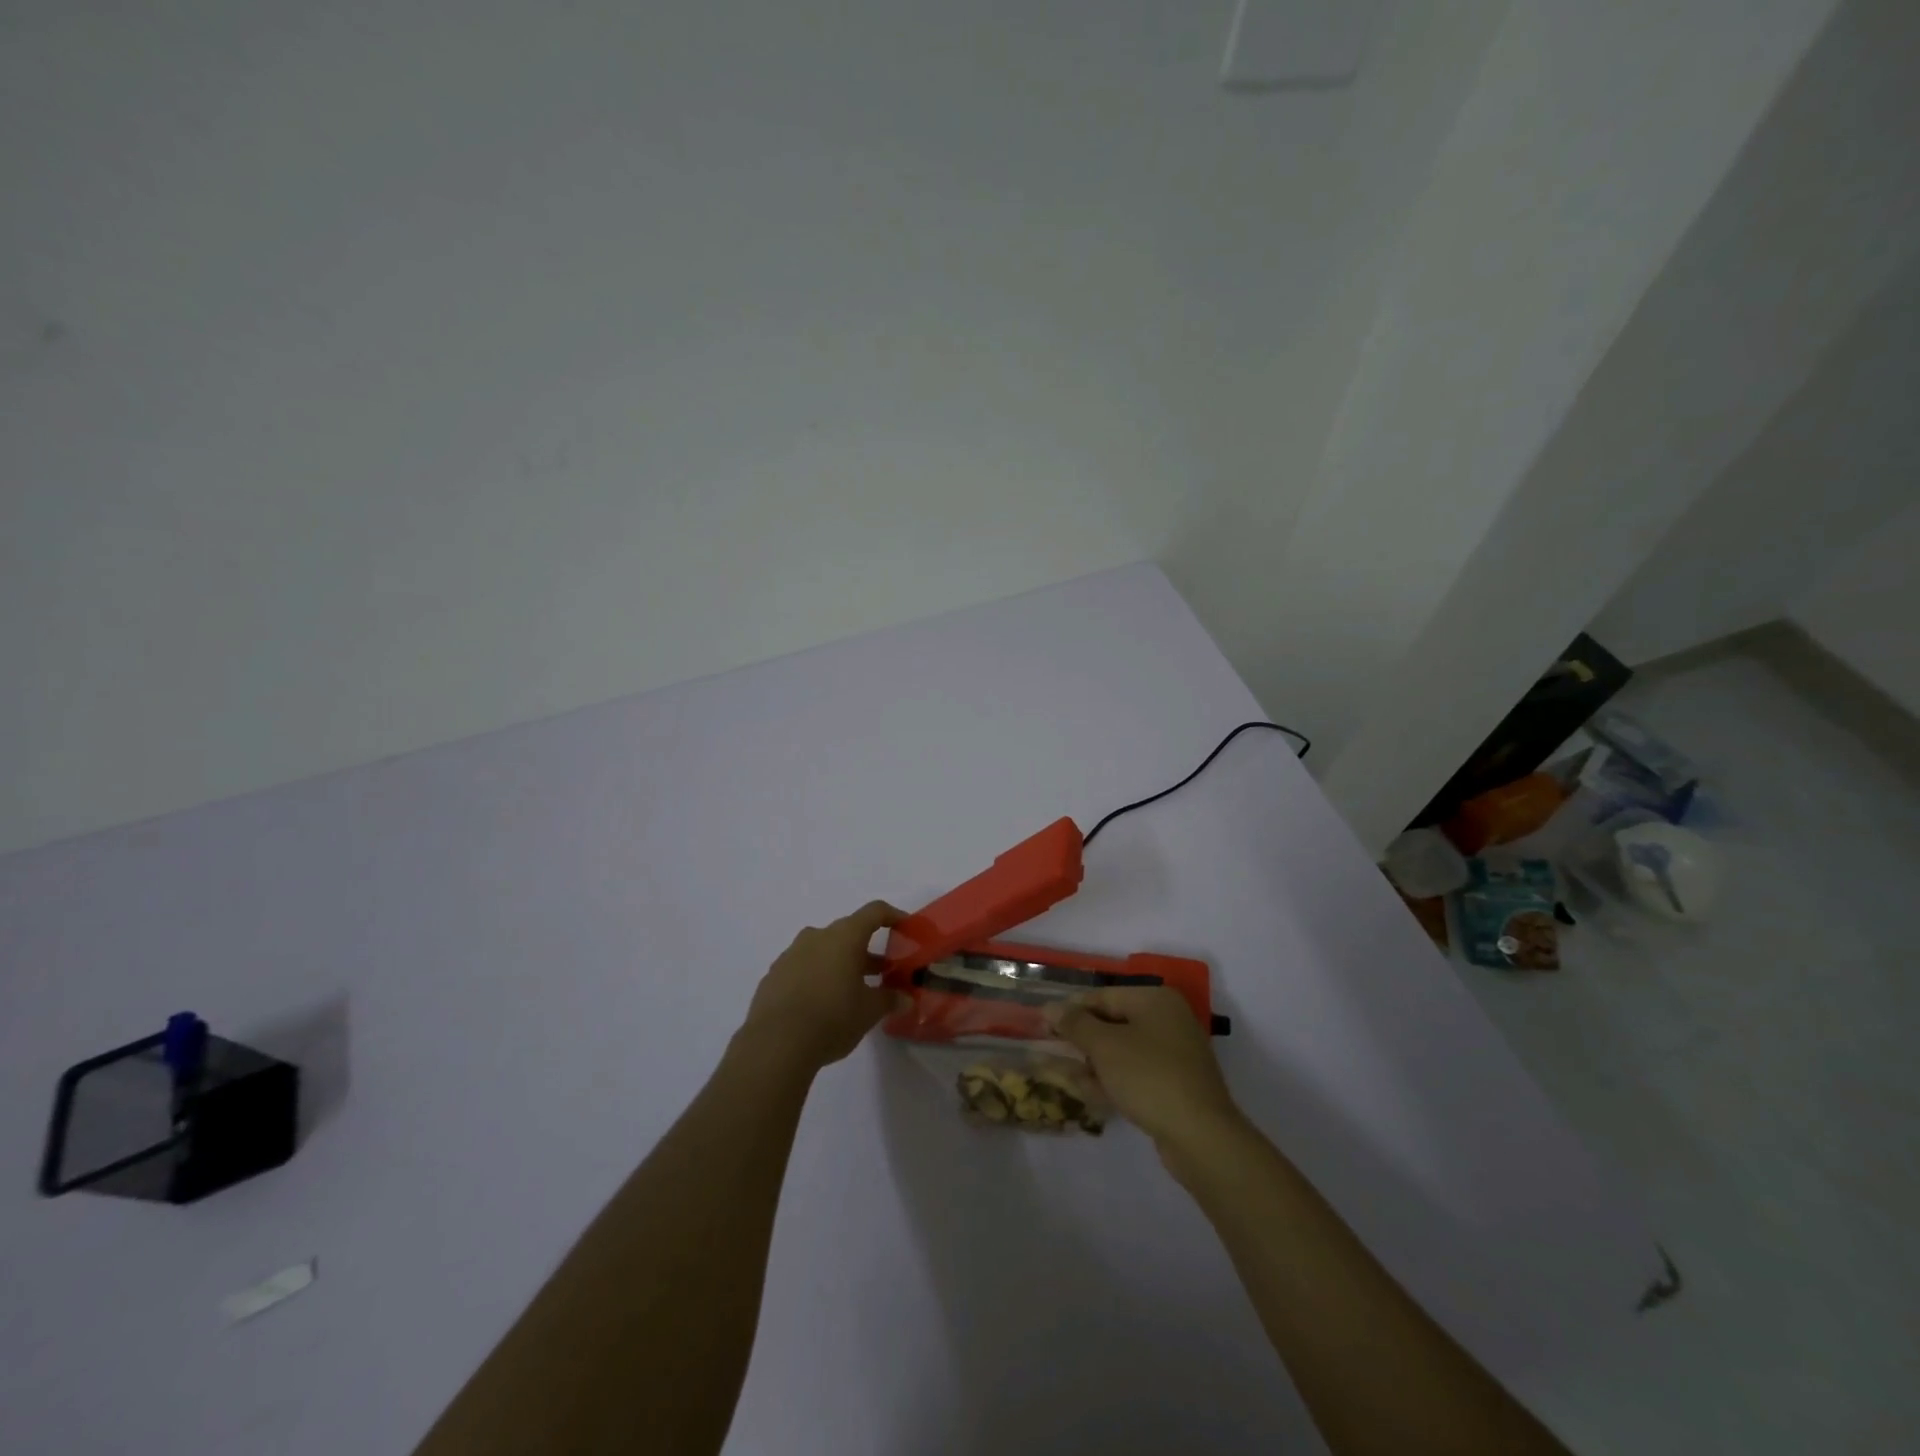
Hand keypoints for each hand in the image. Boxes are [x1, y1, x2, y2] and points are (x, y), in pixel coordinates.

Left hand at [741, 901, 906, 1073]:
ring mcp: (791, 955)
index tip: (905, 927)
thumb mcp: (869, 1012)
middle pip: (847, 933)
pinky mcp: (773, 976)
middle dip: (866, 950)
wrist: (775, 1044)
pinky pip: (802, 967)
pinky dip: (816, 977)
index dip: (892, 916)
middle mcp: (816, 937)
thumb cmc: (832, 1018)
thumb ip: (889, 999)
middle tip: (882, 971)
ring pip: (822, 950)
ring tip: (851, 989)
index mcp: (844, 937)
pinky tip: (821, 1004)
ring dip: (840, 963)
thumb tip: (905, 998)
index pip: (874, 912)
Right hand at [1047, 987, 1241, 1153]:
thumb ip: (1075, 1024)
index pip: (1102, 997)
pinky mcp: (1175, 1084)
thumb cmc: (1149, 1077)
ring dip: (1092, 1062)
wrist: (1201, 1136)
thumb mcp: (1105, 1047)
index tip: (1042, 1026)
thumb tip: (1050, 1007)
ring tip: (1062, 1075)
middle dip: (1080, 1039)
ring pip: (1122, 1051)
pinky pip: (1135, 1073)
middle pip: (1113, 1023)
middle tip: (1049, 1051)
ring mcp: (1174, 1053)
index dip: (1070, 1011)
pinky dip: (1112, 1079)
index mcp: (1155, 1000)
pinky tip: (1088, 1092)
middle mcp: (1167, 1020)